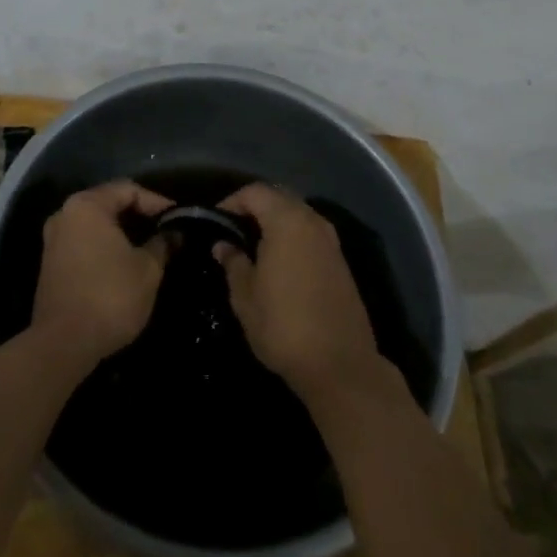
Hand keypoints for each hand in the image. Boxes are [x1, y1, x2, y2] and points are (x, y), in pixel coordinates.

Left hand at [31, 181, 173, 368]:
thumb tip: (175, 233)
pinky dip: (105, 246)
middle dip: (139, 215)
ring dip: (123, 232)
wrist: (63, 344)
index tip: (178, 218)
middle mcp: (65, 214)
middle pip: (109, 203)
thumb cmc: (110, 296)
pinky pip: (84, 242)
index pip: (128, 189)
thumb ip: (163, 244)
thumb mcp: (147, 269)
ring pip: (96, 224)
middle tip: (165, 229)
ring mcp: (54, 239)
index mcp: (87, 206)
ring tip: (150, 246)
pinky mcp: (51, 263)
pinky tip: (125, 262)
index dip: (156, 201)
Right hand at [215, 183, 382, 401]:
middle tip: (233, 229)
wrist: (340, 365)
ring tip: (253, 245)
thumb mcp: (245, 297)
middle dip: (255, 207)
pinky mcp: (340, 261)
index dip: (232, 201)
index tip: (216, 221)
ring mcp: (331, 241)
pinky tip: (279, 261)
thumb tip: (223, 244)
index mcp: (287, 222)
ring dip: (275, 221)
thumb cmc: (284, 326)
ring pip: (297, 214)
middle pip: (279, 197)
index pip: (255, 192)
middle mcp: (312, 222)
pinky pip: (310, 233)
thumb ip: (233, 263)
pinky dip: (292, 236)